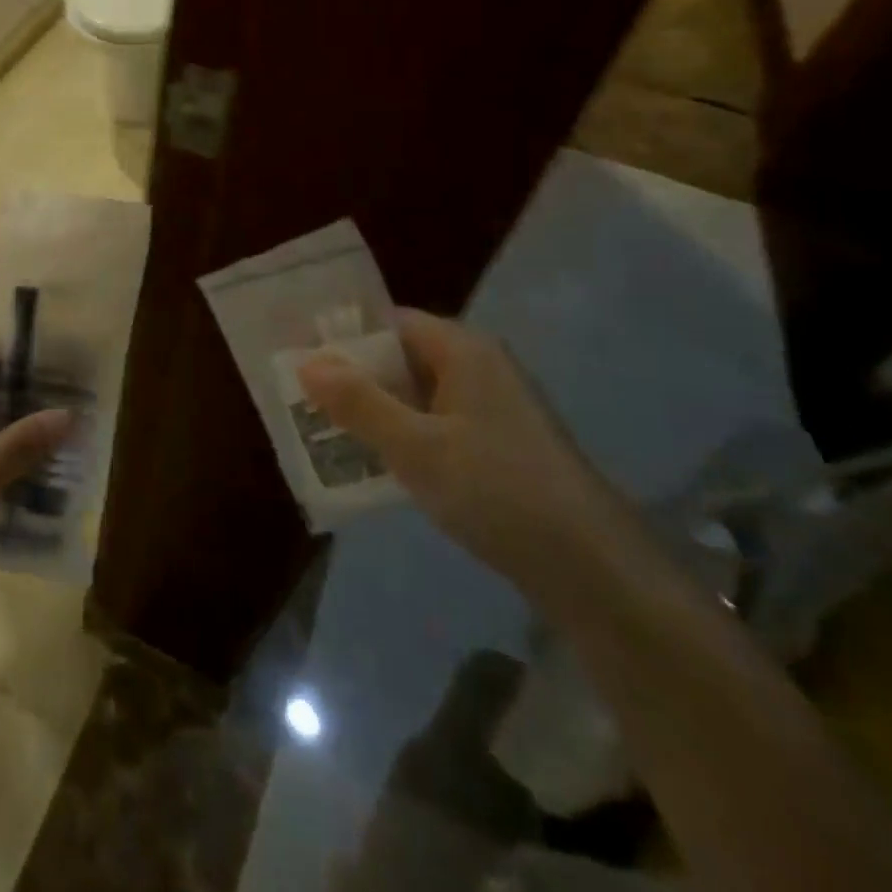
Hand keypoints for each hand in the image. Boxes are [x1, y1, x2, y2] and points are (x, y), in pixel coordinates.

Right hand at [297, 309, 628, 598]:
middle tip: (302, 397)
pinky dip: (402, 434)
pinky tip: (374, 462)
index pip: (390, 322)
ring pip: (415, 393)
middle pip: (400, 357)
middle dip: (352, 377)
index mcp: (462, 349)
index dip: (343, 337)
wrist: (592, 569)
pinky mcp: (497, 443)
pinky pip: (434, 422)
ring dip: (374, 409)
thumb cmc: (497, 491)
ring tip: (324, 429)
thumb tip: (306, 363)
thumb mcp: (416, 447)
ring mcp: (491, 406)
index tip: (299, 356)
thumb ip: (359, 403)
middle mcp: (478, 366)